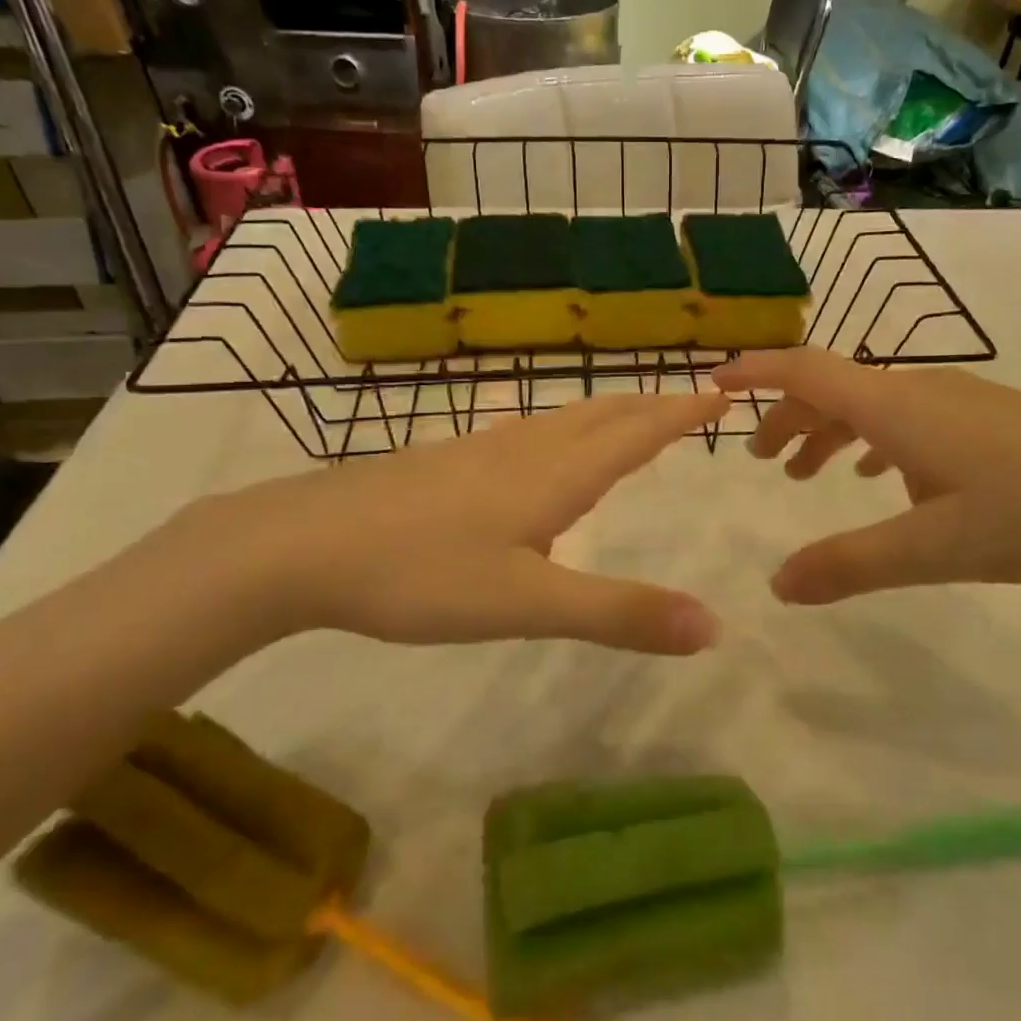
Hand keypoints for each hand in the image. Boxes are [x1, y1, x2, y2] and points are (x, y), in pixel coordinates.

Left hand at [198, 392, 729, 653]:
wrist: (300, 545)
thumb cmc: (421, 573)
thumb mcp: (526, 604)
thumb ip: (618, 613)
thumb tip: (713, 627)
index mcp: (553, 475)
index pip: (635, 434)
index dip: (680, 414)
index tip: (720, 393)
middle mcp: (522, 450)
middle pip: (600, 416)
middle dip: (649, 407)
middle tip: (686, 401)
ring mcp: (477, 451)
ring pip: (559, 420)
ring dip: (605, 414)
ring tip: (627, 418)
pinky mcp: (443, 463)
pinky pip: (523, 434)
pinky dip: (560, 431)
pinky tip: (538, 451)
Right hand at [714, 348, 1020, 602]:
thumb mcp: (934, 548)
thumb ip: (850, 565)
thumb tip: (776, 586)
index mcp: (897, 408)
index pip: (806, 371)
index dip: (755, 373)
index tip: (713, 385)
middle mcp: (922, 392)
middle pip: (833, 387)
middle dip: (787, 417)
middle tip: (758, 460)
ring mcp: (961, 402)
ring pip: (872, 404)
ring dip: (829, 430)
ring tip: (807, 473)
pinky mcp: (990, 421)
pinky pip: (909, 419)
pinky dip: (874, 440)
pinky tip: (885, 476)